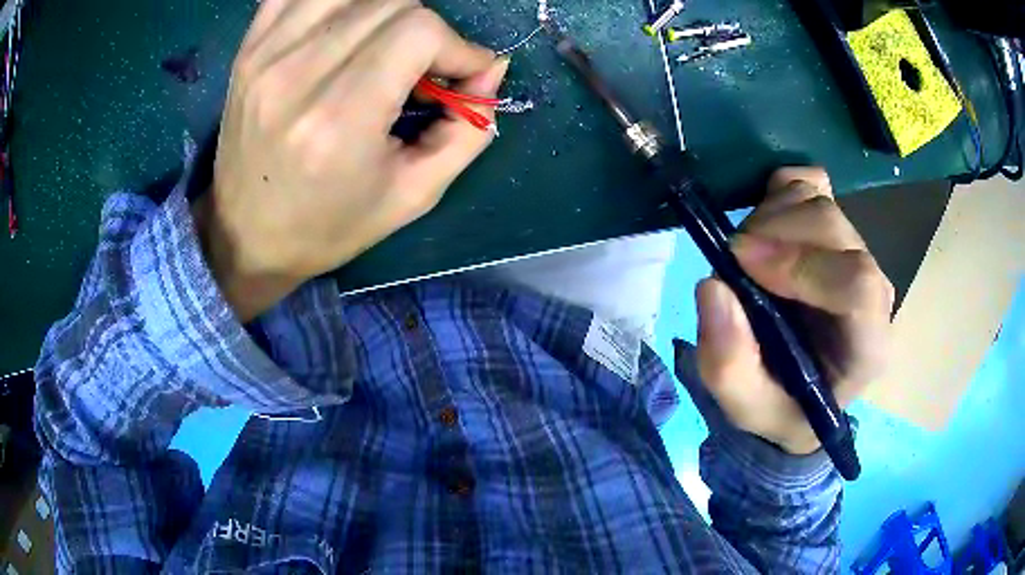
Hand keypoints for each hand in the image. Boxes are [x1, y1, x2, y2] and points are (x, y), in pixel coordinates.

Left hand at [192, 0, 507, 320]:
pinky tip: (343, 28)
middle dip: (426, 31)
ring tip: (382, 49)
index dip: (456, 46)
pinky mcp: (249, 47)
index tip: (460, 77)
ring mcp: (267, 54)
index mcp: (339, 118)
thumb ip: (467, 129)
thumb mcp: (413, 195)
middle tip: (421, 71)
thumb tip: (492, 68)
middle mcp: (297, 73)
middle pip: (393, 1)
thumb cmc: (328, 226)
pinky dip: (336, 1)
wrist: (246, 235)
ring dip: (386, 12)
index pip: (418, 30)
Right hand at [691, 168, 893, 454]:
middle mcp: (873, 290)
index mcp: (866, 344)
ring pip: (819, 201)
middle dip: (773, 231)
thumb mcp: (746, 408)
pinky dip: (779, 190)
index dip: (801, 264)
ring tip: (746, 252)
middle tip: (732, 257)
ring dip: (770, 215)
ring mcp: (856, 251)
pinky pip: (811, 182)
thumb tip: (714, 286)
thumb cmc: (781, 404)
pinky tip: (764, 223)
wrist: (798, 388)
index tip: (742, 262)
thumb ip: (729, 365)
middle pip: (833, 228)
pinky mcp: (835, 227)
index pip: (859, 285)